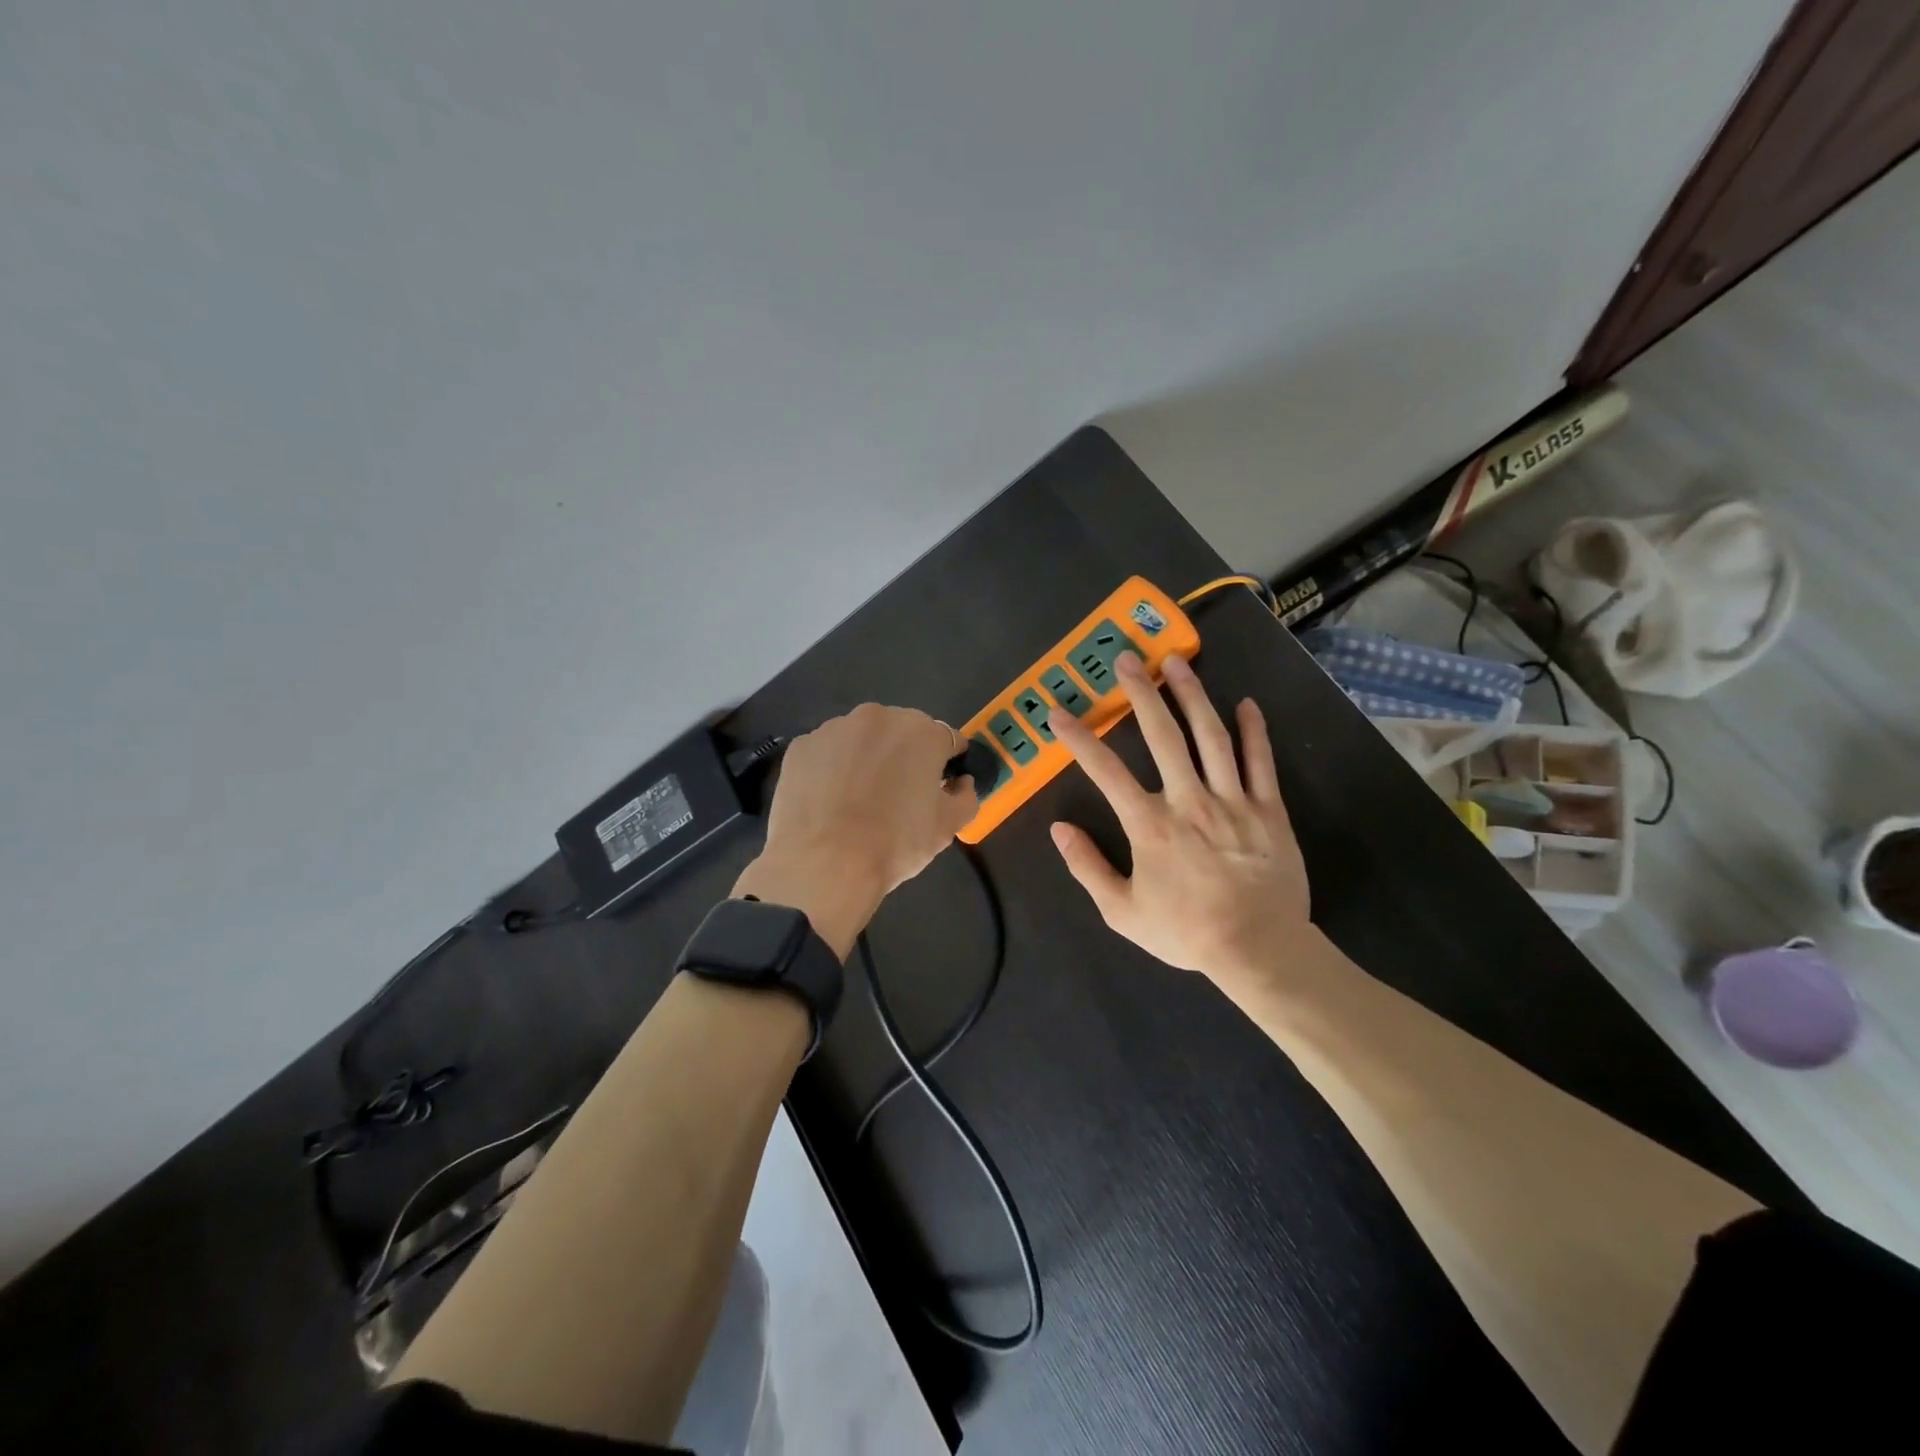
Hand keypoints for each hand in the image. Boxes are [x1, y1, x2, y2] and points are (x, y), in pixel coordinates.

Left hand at [735, 704, 977, 957]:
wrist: (824, 864)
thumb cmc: (895, 843)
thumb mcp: (948, 827)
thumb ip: (966, 796)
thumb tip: (961, 783)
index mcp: (922, 731)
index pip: (947, 739)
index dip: (947, 763)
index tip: (941, 786)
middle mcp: (878, 717)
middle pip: (901, 733)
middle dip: (904, 757)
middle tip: (899, 796)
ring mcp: (834, 728)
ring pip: (861, 740)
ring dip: (866, 759)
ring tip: (859, 801)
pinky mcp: (801, 746)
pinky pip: (827, 754)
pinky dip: (831, 770)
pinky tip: (829, 802)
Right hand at [1049, 652, 1309, 997]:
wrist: (1259, 950)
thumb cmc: (1187, 931)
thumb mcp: (1123, 912)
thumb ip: (1088, 867)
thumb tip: (1058, 829)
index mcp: (1150, 825)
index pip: (1105, 771)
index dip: (1078, 739)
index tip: (1058, 713)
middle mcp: (1189, 801)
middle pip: (1163, 736)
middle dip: (1142, 694)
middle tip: (1127, 659)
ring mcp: (1234, 801)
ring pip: (1212, 736)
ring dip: (1192, 695)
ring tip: (1177, 661)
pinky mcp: (1269, 809)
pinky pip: (1261, 762)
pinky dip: (1254, 731)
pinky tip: (1245, 704)